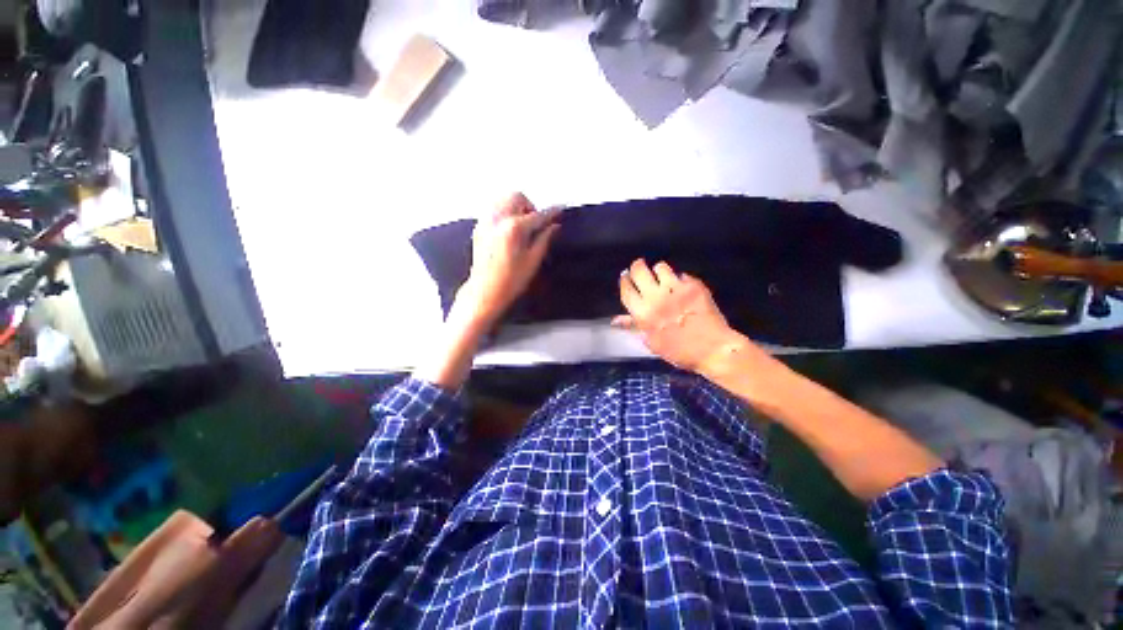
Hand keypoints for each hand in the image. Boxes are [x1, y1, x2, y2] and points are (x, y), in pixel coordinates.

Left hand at [451, 193, 560, 329]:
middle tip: (535, 224)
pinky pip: (493, 209)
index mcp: (515, 228)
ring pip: (503, 199)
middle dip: (529, 206)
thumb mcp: (533, 261)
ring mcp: (486, 222)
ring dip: (516, 207)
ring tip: (521, 226)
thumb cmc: (512, 280)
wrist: (484, 292)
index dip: (551, 213)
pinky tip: (508, 230)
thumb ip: (545, 239)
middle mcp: (498, 219)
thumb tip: (554, 226)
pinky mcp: (479, 228)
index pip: (538, 215)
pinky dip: (504, 212)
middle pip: (517, 197)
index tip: (560, 210)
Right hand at [614, 259, 749, 373]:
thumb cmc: (678, 351)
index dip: (624, 280)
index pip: (626, 289)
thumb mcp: (652, 342)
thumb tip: (615, 320)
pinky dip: (679, 279)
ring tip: (662, 277)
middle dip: (637, 267)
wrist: (712, 350)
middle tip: (640, 269)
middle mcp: (655, 298)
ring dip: (659, 271)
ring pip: (660, 267)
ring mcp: (675, 289)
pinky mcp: (693, 286)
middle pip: (639, 271)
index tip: (625, 276)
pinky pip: (681, 275)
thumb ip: (633, 326)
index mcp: (642, 313)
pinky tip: (682, 287)